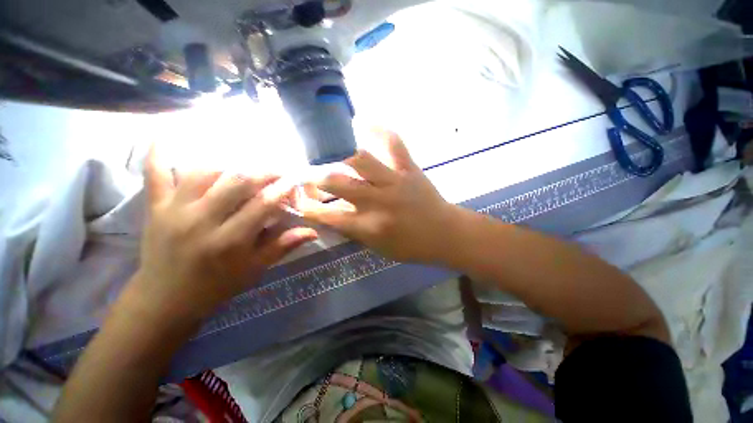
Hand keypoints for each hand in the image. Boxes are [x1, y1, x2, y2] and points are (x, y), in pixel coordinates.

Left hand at [129, 145, 317, 321]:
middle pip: (236, 182)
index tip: (294, 180)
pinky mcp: (154, 207)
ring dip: (230, 164)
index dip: (282, 189)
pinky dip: (159, 153)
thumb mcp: (254, 270)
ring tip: (246, 166)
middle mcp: (201, 221)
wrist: (164, 300)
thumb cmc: (216, 286)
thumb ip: (282, 246)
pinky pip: (155, 173)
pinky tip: (166, 133)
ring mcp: (173, 211)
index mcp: (229, 242)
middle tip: (277, 170)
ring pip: (204, 172)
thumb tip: (312, 231)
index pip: (262, 205)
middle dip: (263, 171)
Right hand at [295, 129, 459, 263]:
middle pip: (337, 181)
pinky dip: (378, 129)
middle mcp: (378, 201)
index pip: (327, 214)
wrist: (446, 234)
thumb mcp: (378, 247)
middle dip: (314, 176)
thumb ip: (352, 230)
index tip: (296, 198)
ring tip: (329, 153)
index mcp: (369, 226)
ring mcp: (395, 181)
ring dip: (338, 155)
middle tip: (306, 173)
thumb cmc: (411, 247)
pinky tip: (363, 122)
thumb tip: (330, 213)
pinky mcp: (409, 168)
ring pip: (359, 159)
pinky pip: (393, 143)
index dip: (306, 206)